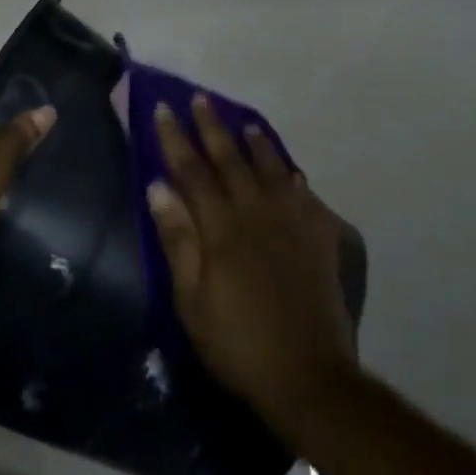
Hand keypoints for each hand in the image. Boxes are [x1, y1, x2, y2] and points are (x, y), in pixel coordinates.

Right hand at [146, 97, 356, 449]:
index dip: (175, 138)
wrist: (307, 375)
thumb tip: (157, 186)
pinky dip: (291, 176)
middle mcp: (258, 214)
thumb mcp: (190, 297)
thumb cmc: (235, 339)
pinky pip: (304, 196)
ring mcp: (293, 225)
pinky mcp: (318, 241)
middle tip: (199, 99)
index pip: (192, 170)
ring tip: (244, 122)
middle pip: (231, 161)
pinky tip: (288, 171)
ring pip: (271, 170)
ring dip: (255, 144)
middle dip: (211, 128)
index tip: (162, 109)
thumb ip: (177, 238)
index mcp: (222, 228)